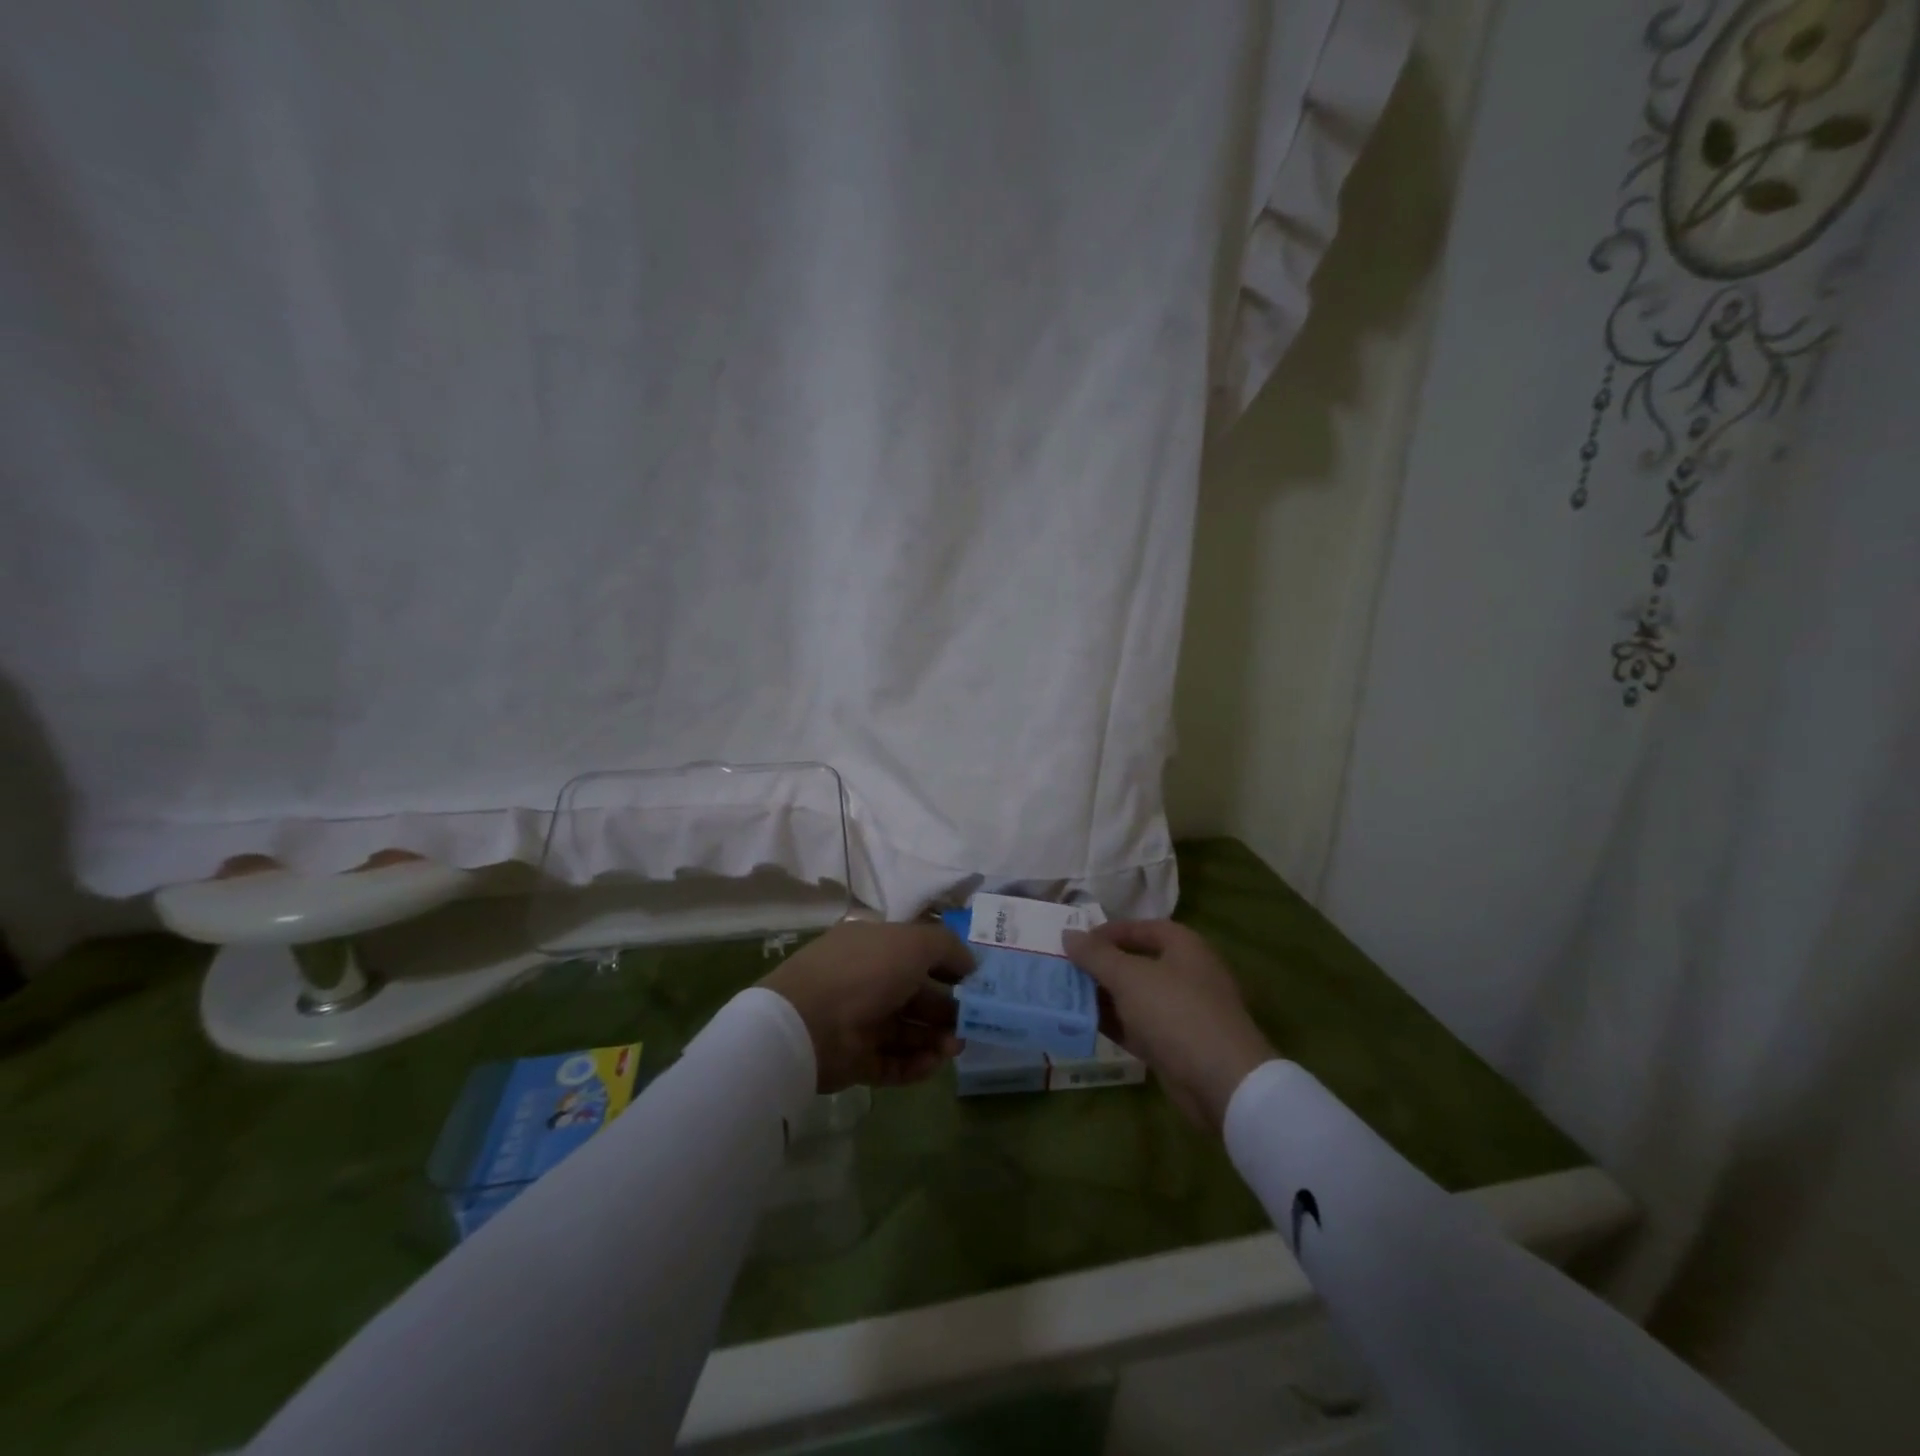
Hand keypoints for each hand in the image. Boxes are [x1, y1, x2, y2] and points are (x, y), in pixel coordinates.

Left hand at [760, 921, 972, 1092]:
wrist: (808, 1024)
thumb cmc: (866, 971)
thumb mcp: (914, 942)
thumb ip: (947, 947)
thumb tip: (970, 963)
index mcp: (873, 946)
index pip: (915, 953)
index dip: (946, 965)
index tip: (974, 983)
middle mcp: (866, 980)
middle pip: (915, 996)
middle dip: (946, 1009)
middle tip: (970, 1023)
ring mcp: (859, 1021)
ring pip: (907, 1031)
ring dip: (935, 1039)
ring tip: (954, 1047)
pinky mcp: (855, 1060)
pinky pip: (892, 1062)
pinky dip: (915, 1064)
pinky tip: (934, 1063)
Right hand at [1063, 920, 1274, 1131]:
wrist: (1222, 1082)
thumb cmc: (1176, 1013)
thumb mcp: (1129, 978)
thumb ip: (1096, 955)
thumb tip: (1068, 934)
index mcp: (1184, 946)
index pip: (1141, 928)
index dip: (1108, 932)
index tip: (1076, 943)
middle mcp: (1186, 973)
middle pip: (1137, 962)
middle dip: (1101, 966)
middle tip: (1066, 971)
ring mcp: (1183, 1011)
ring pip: (1136, 996)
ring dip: (1104, 997)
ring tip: (1067, 997)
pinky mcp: (1176, 1044)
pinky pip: (1139, 1026)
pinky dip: (1115, 1023)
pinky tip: (1084, 1025)